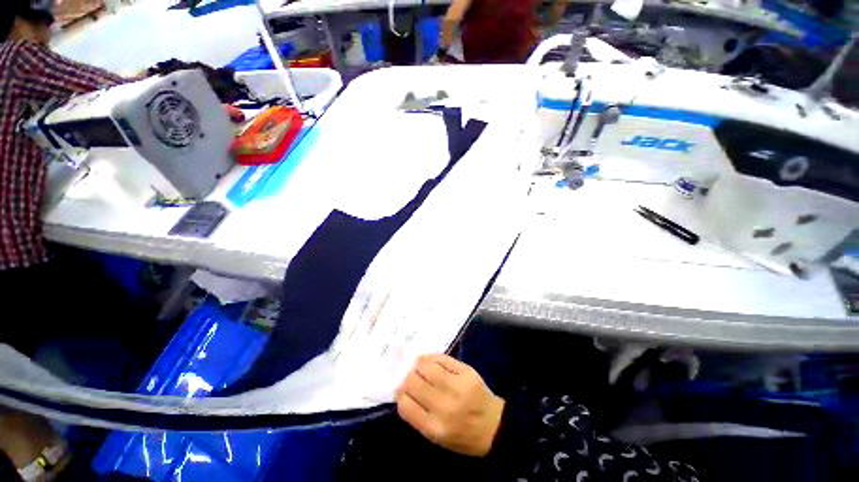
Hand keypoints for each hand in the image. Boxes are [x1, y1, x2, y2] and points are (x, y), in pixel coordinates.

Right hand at [396, 354, 504, 456]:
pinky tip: (431, 362)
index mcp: (435, 428)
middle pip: (413, 382)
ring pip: (425, 366)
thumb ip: (418, 417)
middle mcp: (444, 406)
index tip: (401, 391)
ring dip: (418, 365)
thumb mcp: (437, 438)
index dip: (400, 395)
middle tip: (411, 378)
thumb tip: (402, 392)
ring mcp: (457, 386)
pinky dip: (432, 358)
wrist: (495, 426)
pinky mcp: (466, 372)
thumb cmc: (463, 436)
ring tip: (420, 368)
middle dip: (408, 378)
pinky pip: (442, 358)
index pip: (405, 405)